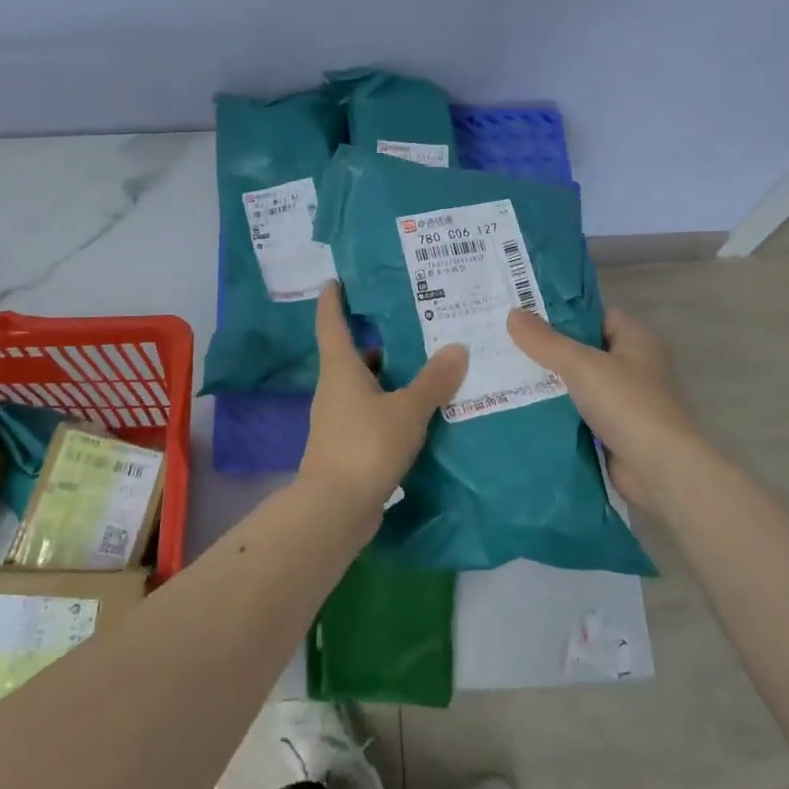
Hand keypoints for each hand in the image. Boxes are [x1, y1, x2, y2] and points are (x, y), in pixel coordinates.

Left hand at [300, 283, 468, 514]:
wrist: (336, 508)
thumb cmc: (366, 445)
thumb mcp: (408, 409)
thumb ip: (433, 380)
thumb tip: (458, 347)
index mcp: (341, 369)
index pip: (331, 323)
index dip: (332, 300)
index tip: (337, 280)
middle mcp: (335, 389)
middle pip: (354, 354)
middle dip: (379, 338)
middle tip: (414, 323)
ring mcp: (338, 419)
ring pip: (365, 386)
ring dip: (390, 375)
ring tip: (427, 365)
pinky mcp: (348, 445)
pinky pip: (372, 412)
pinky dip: (392, 405)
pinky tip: (420, 410)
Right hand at [506, 305, 703, 510]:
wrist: (657, 469)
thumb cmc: (626, 404)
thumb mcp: (581, 364)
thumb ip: (546, 341)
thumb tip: (513, 314)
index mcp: (636, 339)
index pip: (594, 316)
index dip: (561, 314)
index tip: (523, 315)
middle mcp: (633, 366)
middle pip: (582, 350)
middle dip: (547, 351)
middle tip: (505, 344)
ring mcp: (624, 400)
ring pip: (577, 384)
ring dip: (548, 384)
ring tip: (504, 375)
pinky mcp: (613, 430)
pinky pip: (577, 413)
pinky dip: (555, 412)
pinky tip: (521, 408)